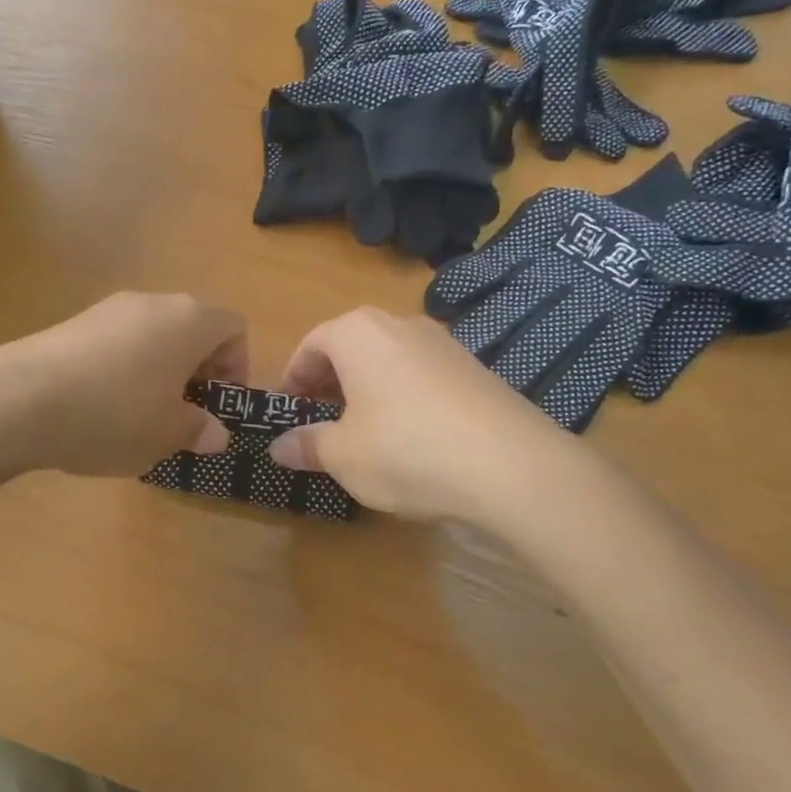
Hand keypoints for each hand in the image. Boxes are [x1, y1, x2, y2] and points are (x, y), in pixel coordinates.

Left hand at [6, 292, 246, 476]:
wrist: (20, 399)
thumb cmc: (115, 414)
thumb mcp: (167, 434)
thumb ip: (199, 430)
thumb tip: (214, 433)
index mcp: (190, 320)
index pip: (234, 327)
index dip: (237, 366)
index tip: (217, 405)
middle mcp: (153, 302)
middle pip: (193, 328)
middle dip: (196, 371)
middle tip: (183, 415)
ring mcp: (109, 309)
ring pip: (153, 336)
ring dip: (159, 372)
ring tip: (140, 418)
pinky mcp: (73, 323)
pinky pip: (117, 343)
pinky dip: (123, 370)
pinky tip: (100, 409)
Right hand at [267, 307, 569, 521]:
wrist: (511, 466)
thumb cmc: (405, 450)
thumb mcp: (342, 455)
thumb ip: (306, 445)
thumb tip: (279, 446)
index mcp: (358, 333)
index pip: (311, 344)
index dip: (292, 378)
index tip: (288, 411)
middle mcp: (400, 325)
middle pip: (349, 347)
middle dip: (328, 382)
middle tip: (318, 421)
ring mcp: (443, 344)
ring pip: (386, 360)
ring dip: (365, 389)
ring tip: (361, 431)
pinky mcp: (474, 369)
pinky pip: (420, 376)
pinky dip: (401, 397)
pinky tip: (409, 438)